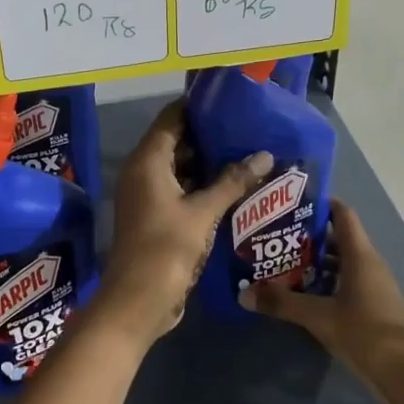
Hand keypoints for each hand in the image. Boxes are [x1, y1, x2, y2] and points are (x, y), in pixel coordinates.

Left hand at [96, 102, 271, 347]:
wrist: (137, 301)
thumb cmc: (166, 248)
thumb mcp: (203, 212)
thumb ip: (233, 181)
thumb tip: (265, 154)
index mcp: (147, 161)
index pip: (172, 118)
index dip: (198, 107)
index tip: (231, 101)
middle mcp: (142, 172)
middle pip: (176, 141)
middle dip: (209, 136)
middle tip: (248, 129)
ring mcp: (147, 196)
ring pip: (179, 168)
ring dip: (208, 163)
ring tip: (248, 153)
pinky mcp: (155, 217)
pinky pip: (180, 190)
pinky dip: (202, 186)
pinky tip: (233, 187)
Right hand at [243, 200, 403, 403]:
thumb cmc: (364, 332)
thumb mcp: (318, 317)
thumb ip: (282, 303)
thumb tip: (243, 294)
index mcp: (360, 255)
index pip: (342, 214)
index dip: (320, 204)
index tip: (291, 203)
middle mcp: (369, 263)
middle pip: (338, 238)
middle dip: (309, 236)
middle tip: (276, 236)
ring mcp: (374, 285)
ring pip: (342, 262)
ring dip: (316, 262)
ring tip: (283, 263)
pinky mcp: (374, 306)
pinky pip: (347, 283)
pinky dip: (326, 282)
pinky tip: (303, 293)